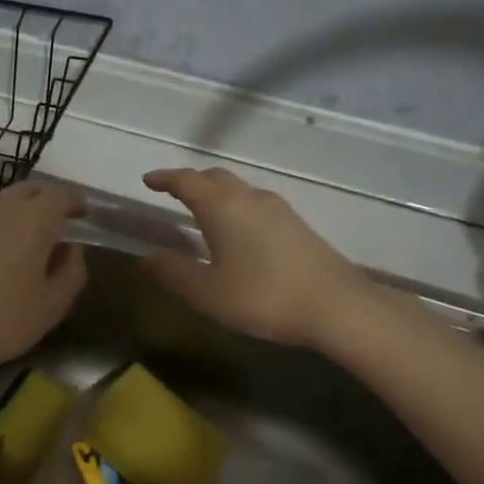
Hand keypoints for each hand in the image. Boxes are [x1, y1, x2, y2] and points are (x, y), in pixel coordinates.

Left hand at [0, 181, 86, 388]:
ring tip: (20, 233)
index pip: (61, 195)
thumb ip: (72, 271)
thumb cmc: (1, 321)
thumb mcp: (52, 305)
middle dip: (45, 201)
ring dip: (14, 211)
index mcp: (34, 218)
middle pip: (28, 191)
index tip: (84, 213)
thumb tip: (72, 248)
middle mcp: (0, 207)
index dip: (76, 202)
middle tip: (55, 223)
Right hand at [142, 167, 371, 347]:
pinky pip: (253, 202)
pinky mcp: (295, 223)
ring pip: (237, 188)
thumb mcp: (207, 292)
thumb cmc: (263, 296)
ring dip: (214, 192)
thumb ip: (173, 272)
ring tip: (200, 210)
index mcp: (222, 206)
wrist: (337, 306)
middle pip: (214, 177)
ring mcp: (277, 208)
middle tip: (171, 192)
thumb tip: (147, 258)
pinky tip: (236, 230)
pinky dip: (234, 205)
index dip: (165, 179)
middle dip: (190, 181)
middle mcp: (249, 197)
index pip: (186, 181)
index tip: (148, 181)